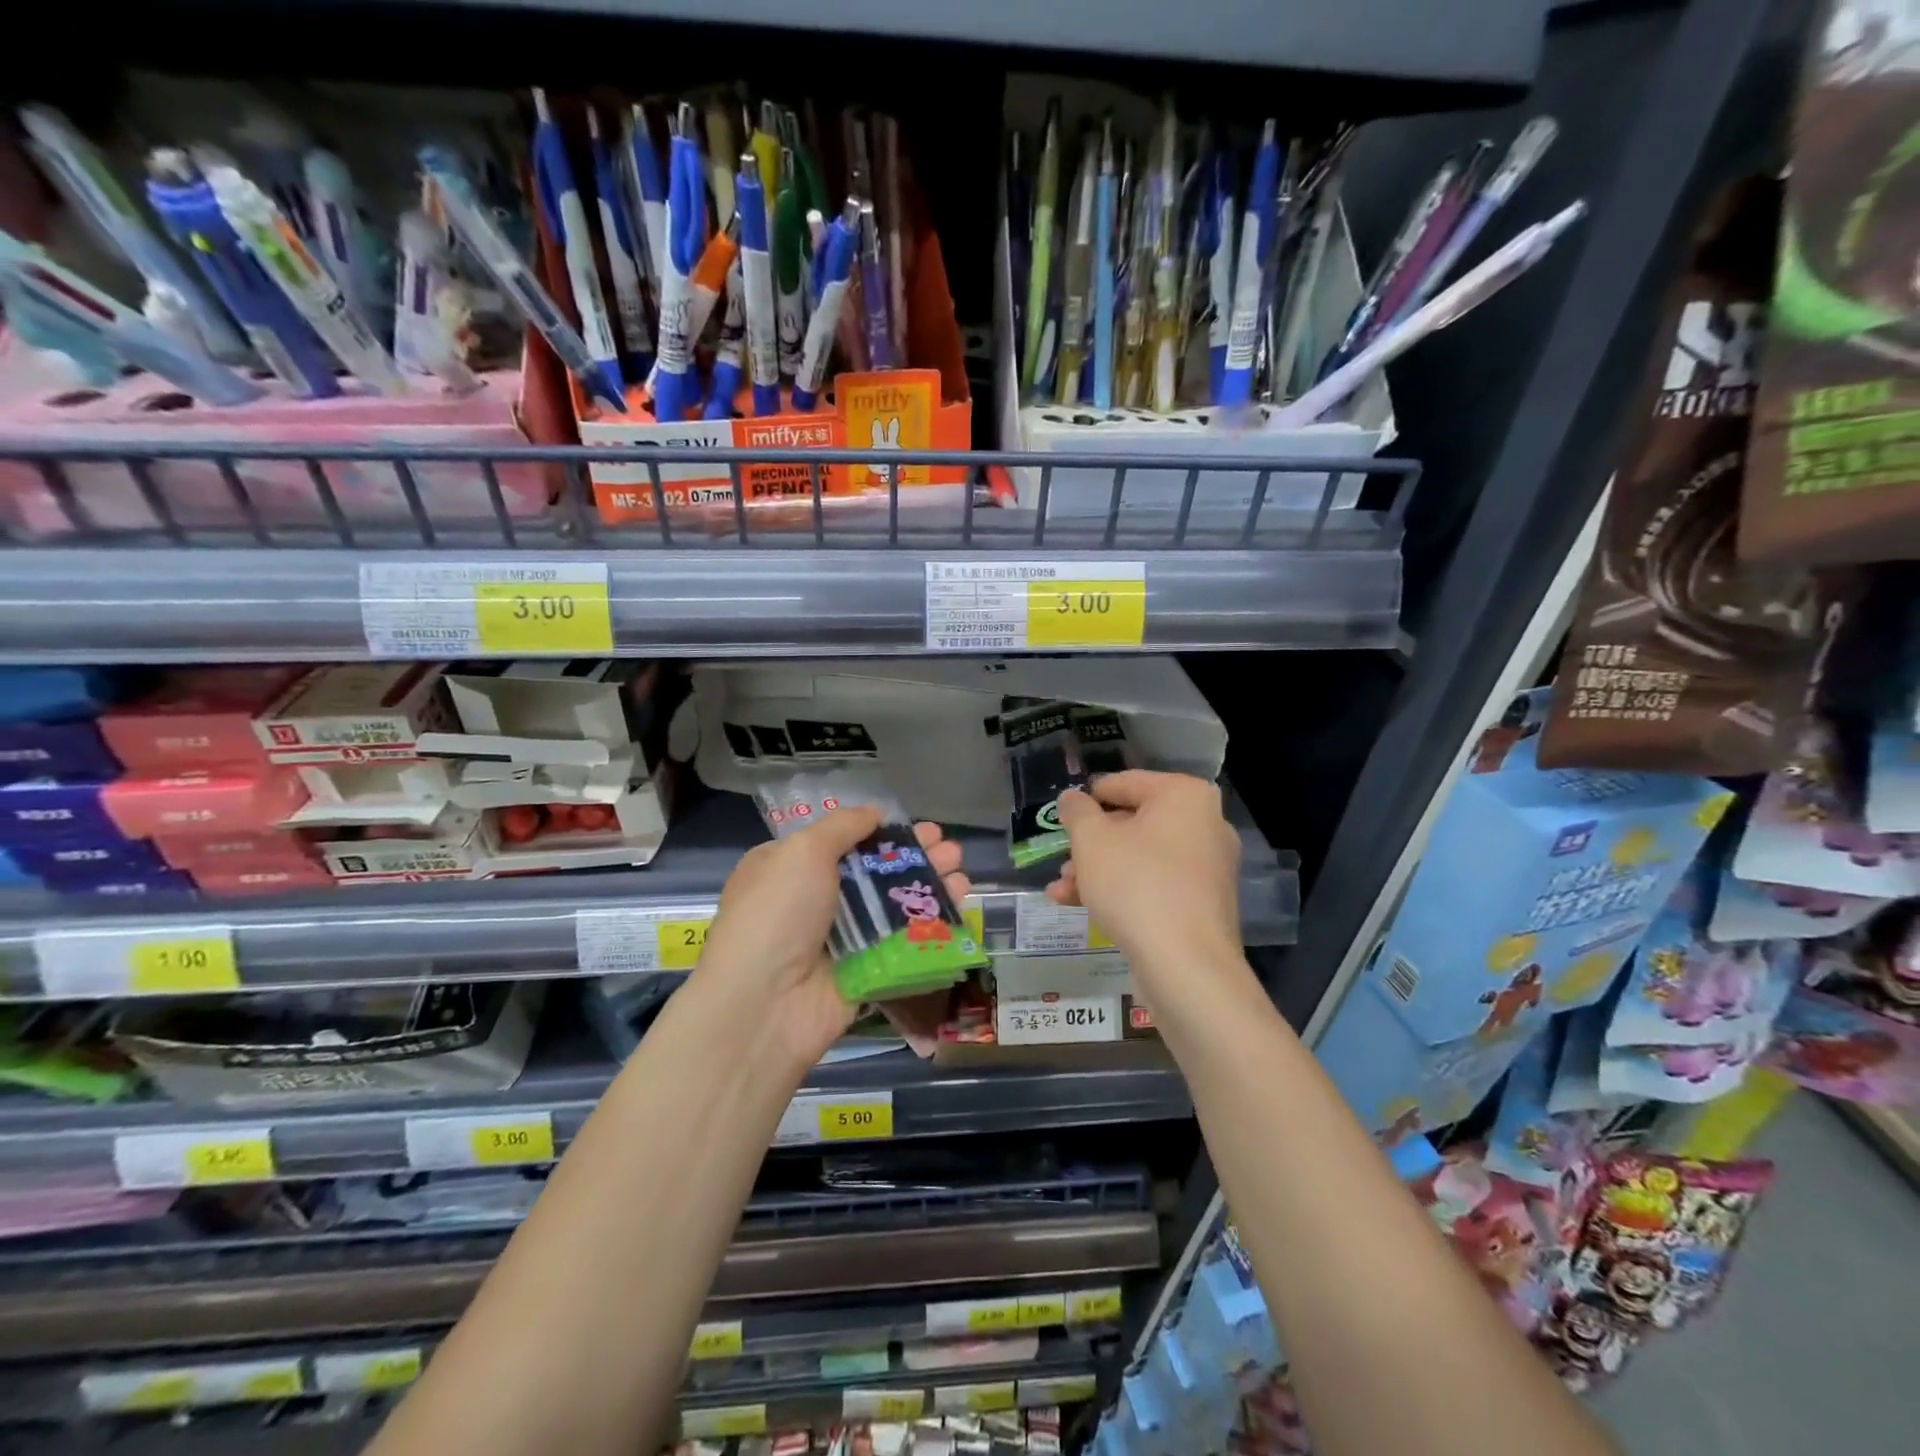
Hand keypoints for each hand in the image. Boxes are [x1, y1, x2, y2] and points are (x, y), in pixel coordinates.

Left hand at [696, 808, 971, 1070]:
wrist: (766, 1003)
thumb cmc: (778, 913)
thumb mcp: (802, 851)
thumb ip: (842, 826)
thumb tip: (874, 811)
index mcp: (790, 869)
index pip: (842, 842)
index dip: (880, 832)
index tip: (913, 826)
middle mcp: (815, 902)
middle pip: (875, 872)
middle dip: (915, 856)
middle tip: (950, 848)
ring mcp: (842, 939)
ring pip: (894, 906)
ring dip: (930, 885)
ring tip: (961, 869)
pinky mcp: (866, 971)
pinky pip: (904, 942)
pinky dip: (932, 923)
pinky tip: (959, 903)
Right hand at [1048, 770, 1241, 1003]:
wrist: (1186, 965)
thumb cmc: (1136, 885)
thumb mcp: (1092, 841)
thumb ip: (1077, 812)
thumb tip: (1072, 798)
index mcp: (1184, 796)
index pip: (1124, 783)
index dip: (1088, 799)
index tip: (1062, 817)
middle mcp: (1204, 824)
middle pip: (1133, 823)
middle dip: (1089, 844)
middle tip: (1061, 861)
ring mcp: (1207, 866)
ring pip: (1140, 857)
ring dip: (1098, 870)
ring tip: (1061, 891)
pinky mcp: (1203, 903)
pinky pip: (1155, 884)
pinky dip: (1122, 889)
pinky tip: (1083, 907)